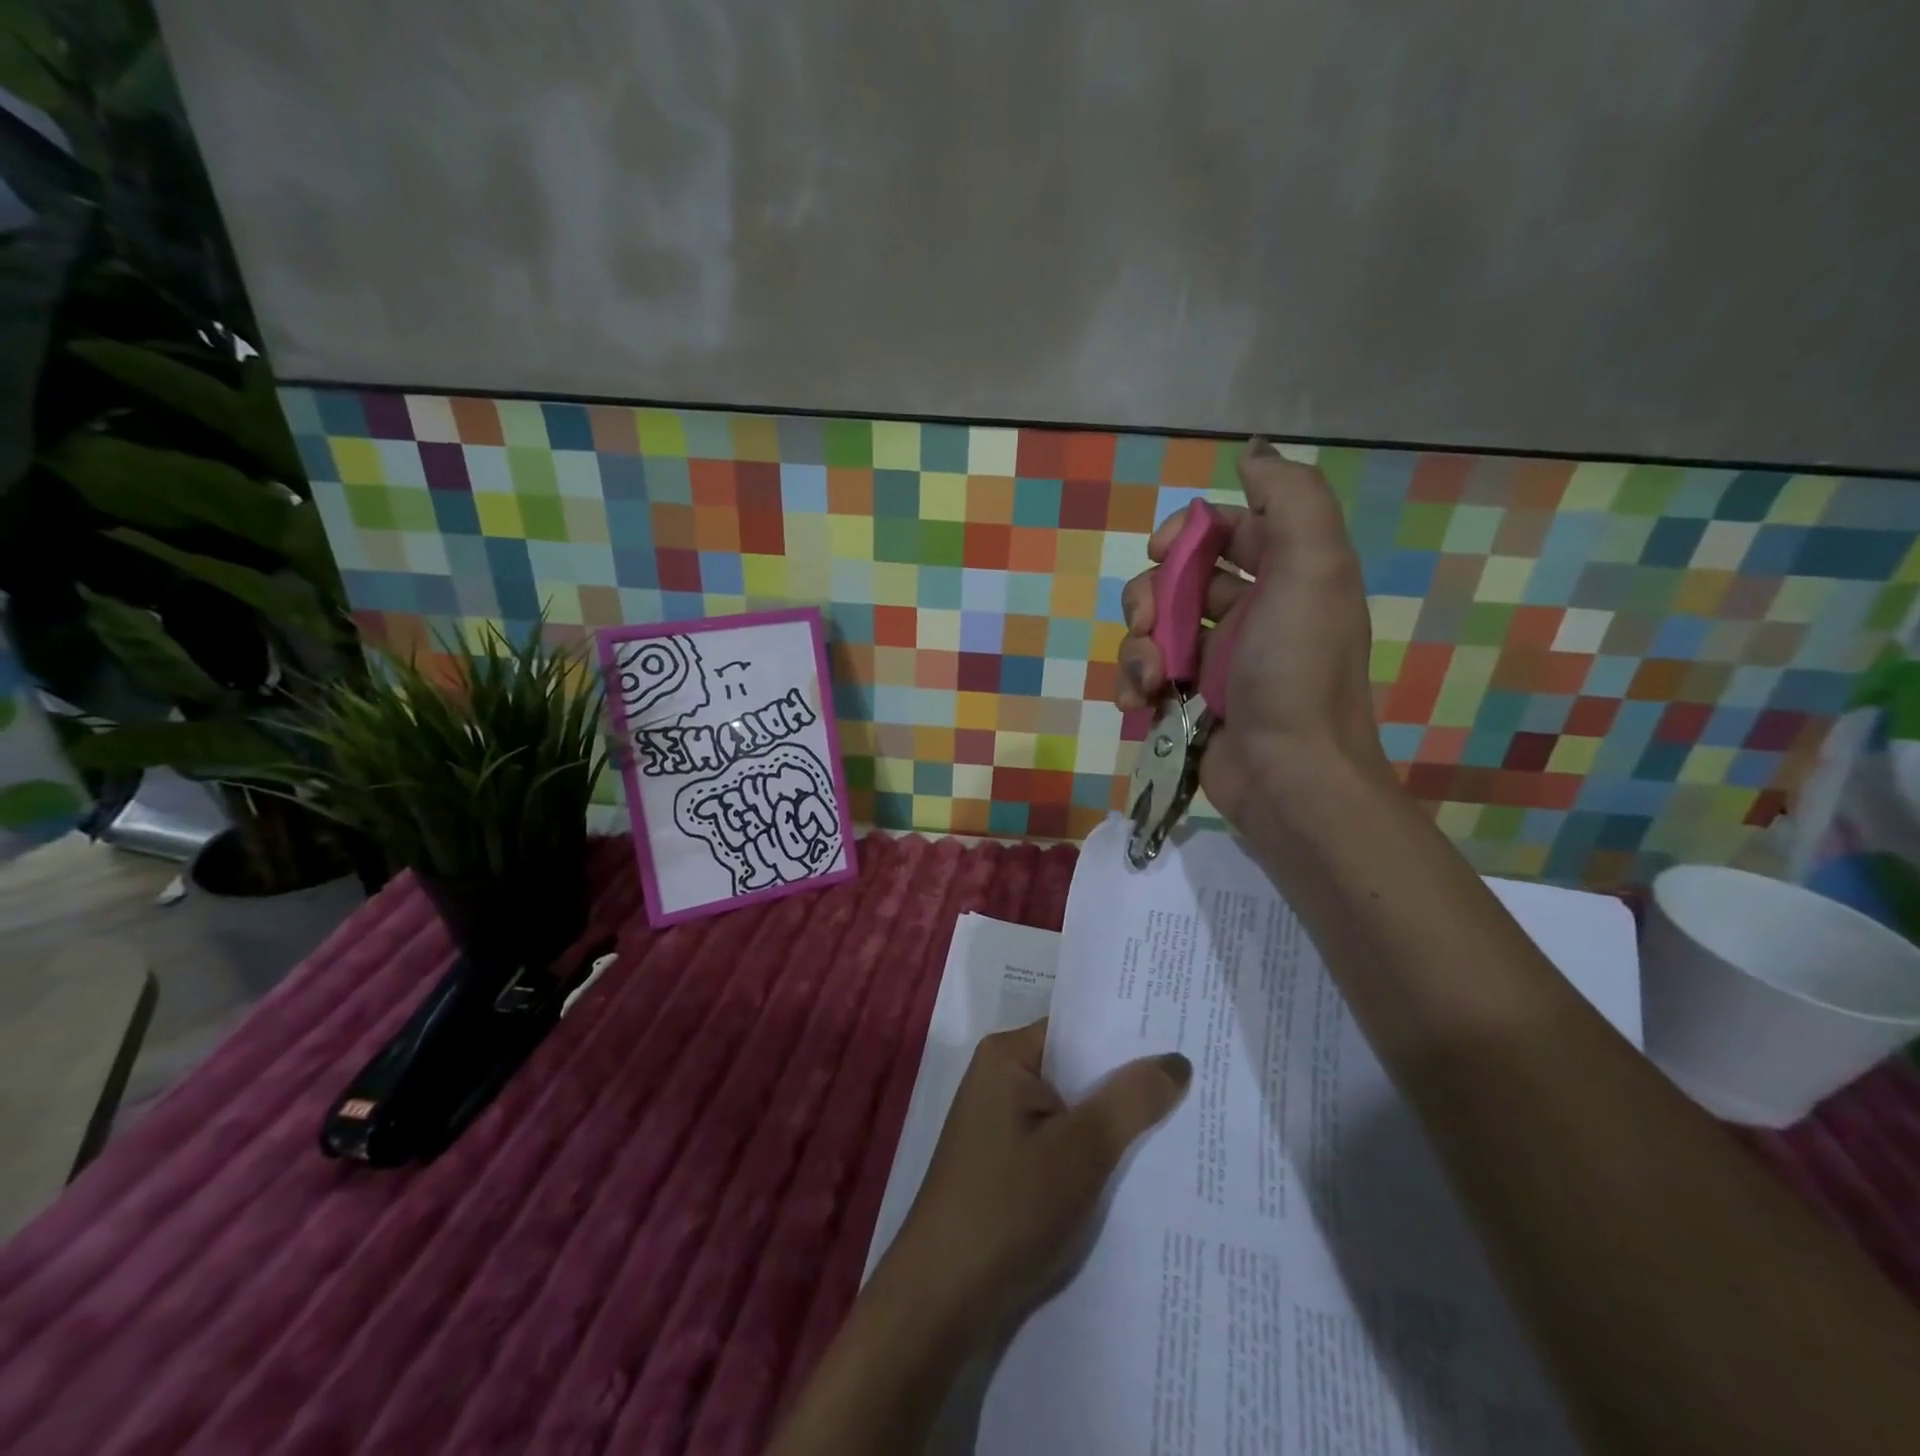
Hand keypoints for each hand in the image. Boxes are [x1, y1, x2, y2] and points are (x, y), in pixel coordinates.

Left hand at [875, 1020, 1190, 1349]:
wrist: (942, 1298)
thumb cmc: (1008, 1207)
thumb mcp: (1079, 1151)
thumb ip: (1129, 1101)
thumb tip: (1176, 1059)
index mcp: (1007, 1056)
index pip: (1078, 1029)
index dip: (1129, 1035)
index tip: (1184, 1037)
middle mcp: (1001, 1080)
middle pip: (1077, 1069)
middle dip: (1128, 1082)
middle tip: (1199, 1080)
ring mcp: (1002, 1125)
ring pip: (1072, 1111)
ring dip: (1114, 1122)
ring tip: (1185, 1121)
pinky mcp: (1007, 1166)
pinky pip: (1061, 1143)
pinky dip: (1094, 1153)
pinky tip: (1140, 1168)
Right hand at [1116, 438, 1387, 824]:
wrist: (1288, 778)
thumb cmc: (1295, 670)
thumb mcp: (1314, 569)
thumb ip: (1290, 500)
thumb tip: (1254, 454)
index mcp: (1285, 577)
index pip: (1226, 530)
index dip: (1189, 531)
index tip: (1163, 550)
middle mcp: (1252, 614)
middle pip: (1178, 580)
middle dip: (1150, 596)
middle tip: (1148, 624)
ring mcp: (1217, 662)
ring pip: (1153, 631)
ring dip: (1137, 648)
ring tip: (1150, 680)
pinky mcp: (1189, 703)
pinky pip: (1146, 677)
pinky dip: (1133, 684)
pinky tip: (1137, 703)